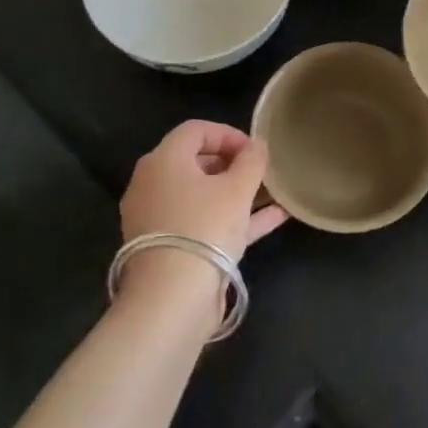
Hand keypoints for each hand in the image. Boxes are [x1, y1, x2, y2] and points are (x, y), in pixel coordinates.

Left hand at [120, 121, 287, 262]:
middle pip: (196, 162)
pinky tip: (274, 218)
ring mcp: (157, 218)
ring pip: (201, 195)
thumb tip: (257, 146)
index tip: (256, 150)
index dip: (229, 134)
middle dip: (232, 163)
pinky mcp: (167, 248)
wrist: (172, 297)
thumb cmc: (205, 227)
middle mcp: (152, 185)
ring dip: (235, 192)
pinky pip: (202, 222)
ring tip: (271, 193)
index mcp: (163, 161)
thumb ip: (252, 160)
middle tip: (260, 171)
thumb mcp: (238, 188)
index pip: (196, 130)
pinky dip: (232, 217)